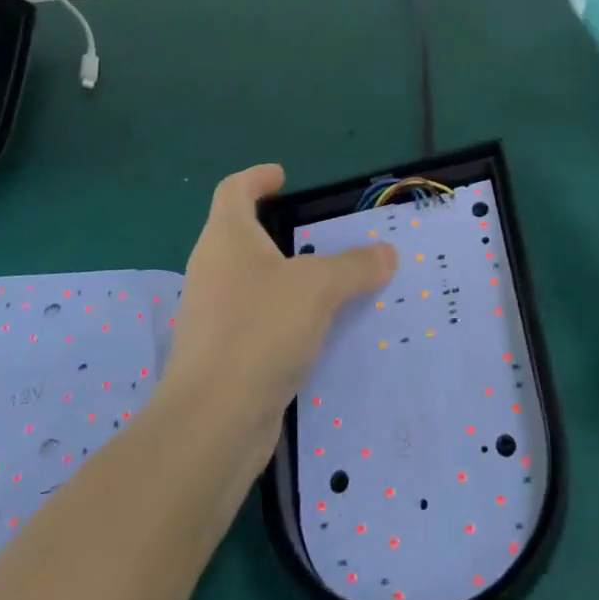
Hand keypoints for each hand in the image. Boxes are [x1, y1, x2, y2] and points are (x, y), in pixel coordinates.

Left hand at [160, 165, 395, 472]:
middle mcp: (213, 271)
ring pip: (253, 283)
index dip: (257, 177)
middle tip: (322, 237)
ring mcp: (212, 316)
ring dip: (287, 280)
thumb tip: (386, 253)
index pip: (234, 190)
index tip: (282, 177)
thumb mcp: (319, 287)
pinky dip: (285, 318)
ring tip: (331, 285)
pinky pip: (258, 322)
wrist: (212, 422)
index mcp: (226, 239)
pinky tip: (318, 333)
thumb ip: (356, 266)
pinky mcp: (221, 356)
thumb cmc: (260, 330)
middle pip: (242, 236)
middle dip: (280, 232)